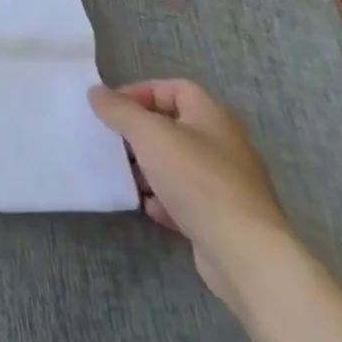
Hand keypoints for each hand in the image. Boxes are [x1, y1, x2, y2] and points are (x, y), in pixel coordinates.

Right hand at [87, 79, 295, 308]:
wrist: (245, 254)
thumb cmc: (196, 179)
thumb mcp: (148, 133)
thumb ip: (118, 109)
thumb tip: (96, 92)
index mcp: (212, 116)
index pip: (174, 88)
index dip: (141, 91)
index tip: (113, 109)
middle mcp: (223, 145)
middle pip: (173, 127)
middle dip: (140, 133)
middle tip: (115, 142)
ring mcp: (226, 184)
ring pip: (177, 164)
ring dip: (149, 168)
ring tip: (126, 175)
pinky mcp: (223, 218)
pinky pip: (187, 198)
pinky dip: (165, 199)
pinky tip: (150, 207)